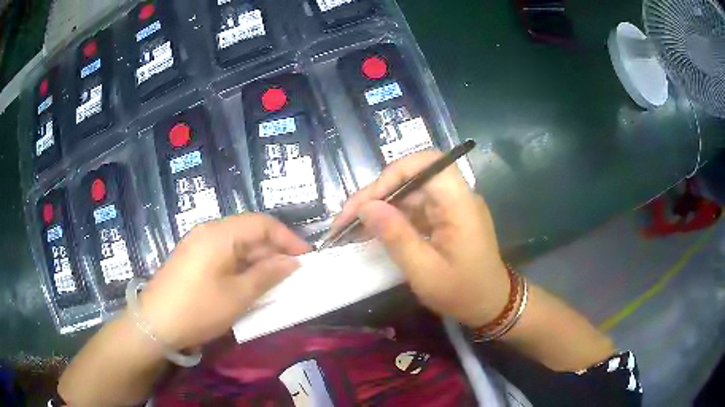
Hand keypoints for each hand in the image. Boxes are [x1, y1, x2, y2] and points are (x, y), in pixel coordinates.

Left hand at [137, 214, 311, 349]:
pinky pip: (224, 253)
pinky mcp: (193, 257)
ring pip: (237, 244)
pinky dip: (242, 265)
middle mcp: (209, 231)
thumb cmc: (199, 309)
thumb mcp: (238, 296)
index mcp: (220, 233)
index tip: (307, 258)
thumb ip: (267, 275)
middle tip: (293, 274)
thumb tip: (292, 262)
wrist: (154, 323)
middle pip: (249, 231)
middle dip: (274, 250)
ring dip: (258, 259)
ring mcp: (198, 243)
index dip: (288, 238)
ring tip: (275, 281)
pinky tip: (249, 283)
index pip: (263, 223)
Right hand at [332, 151, 508, 327]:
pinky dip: (392, 218)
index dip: (393, 174)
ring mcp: (451, 206)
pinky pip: (414, 209)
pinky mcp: (445, 218)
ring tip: (350, 227)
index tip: (367, 202)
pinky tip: (372, 231)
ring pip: (409, 193)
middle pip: (412, 178)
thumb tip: (366, 207)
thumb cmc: (463, 293)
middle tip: (345, 219)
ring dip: (380, 207)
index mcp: (460, 204)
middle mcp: (457, 197)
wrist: (491, 305)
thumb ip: (396, 237)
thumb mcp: (425, 272)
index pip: (426, 164)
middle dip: (376, 195)